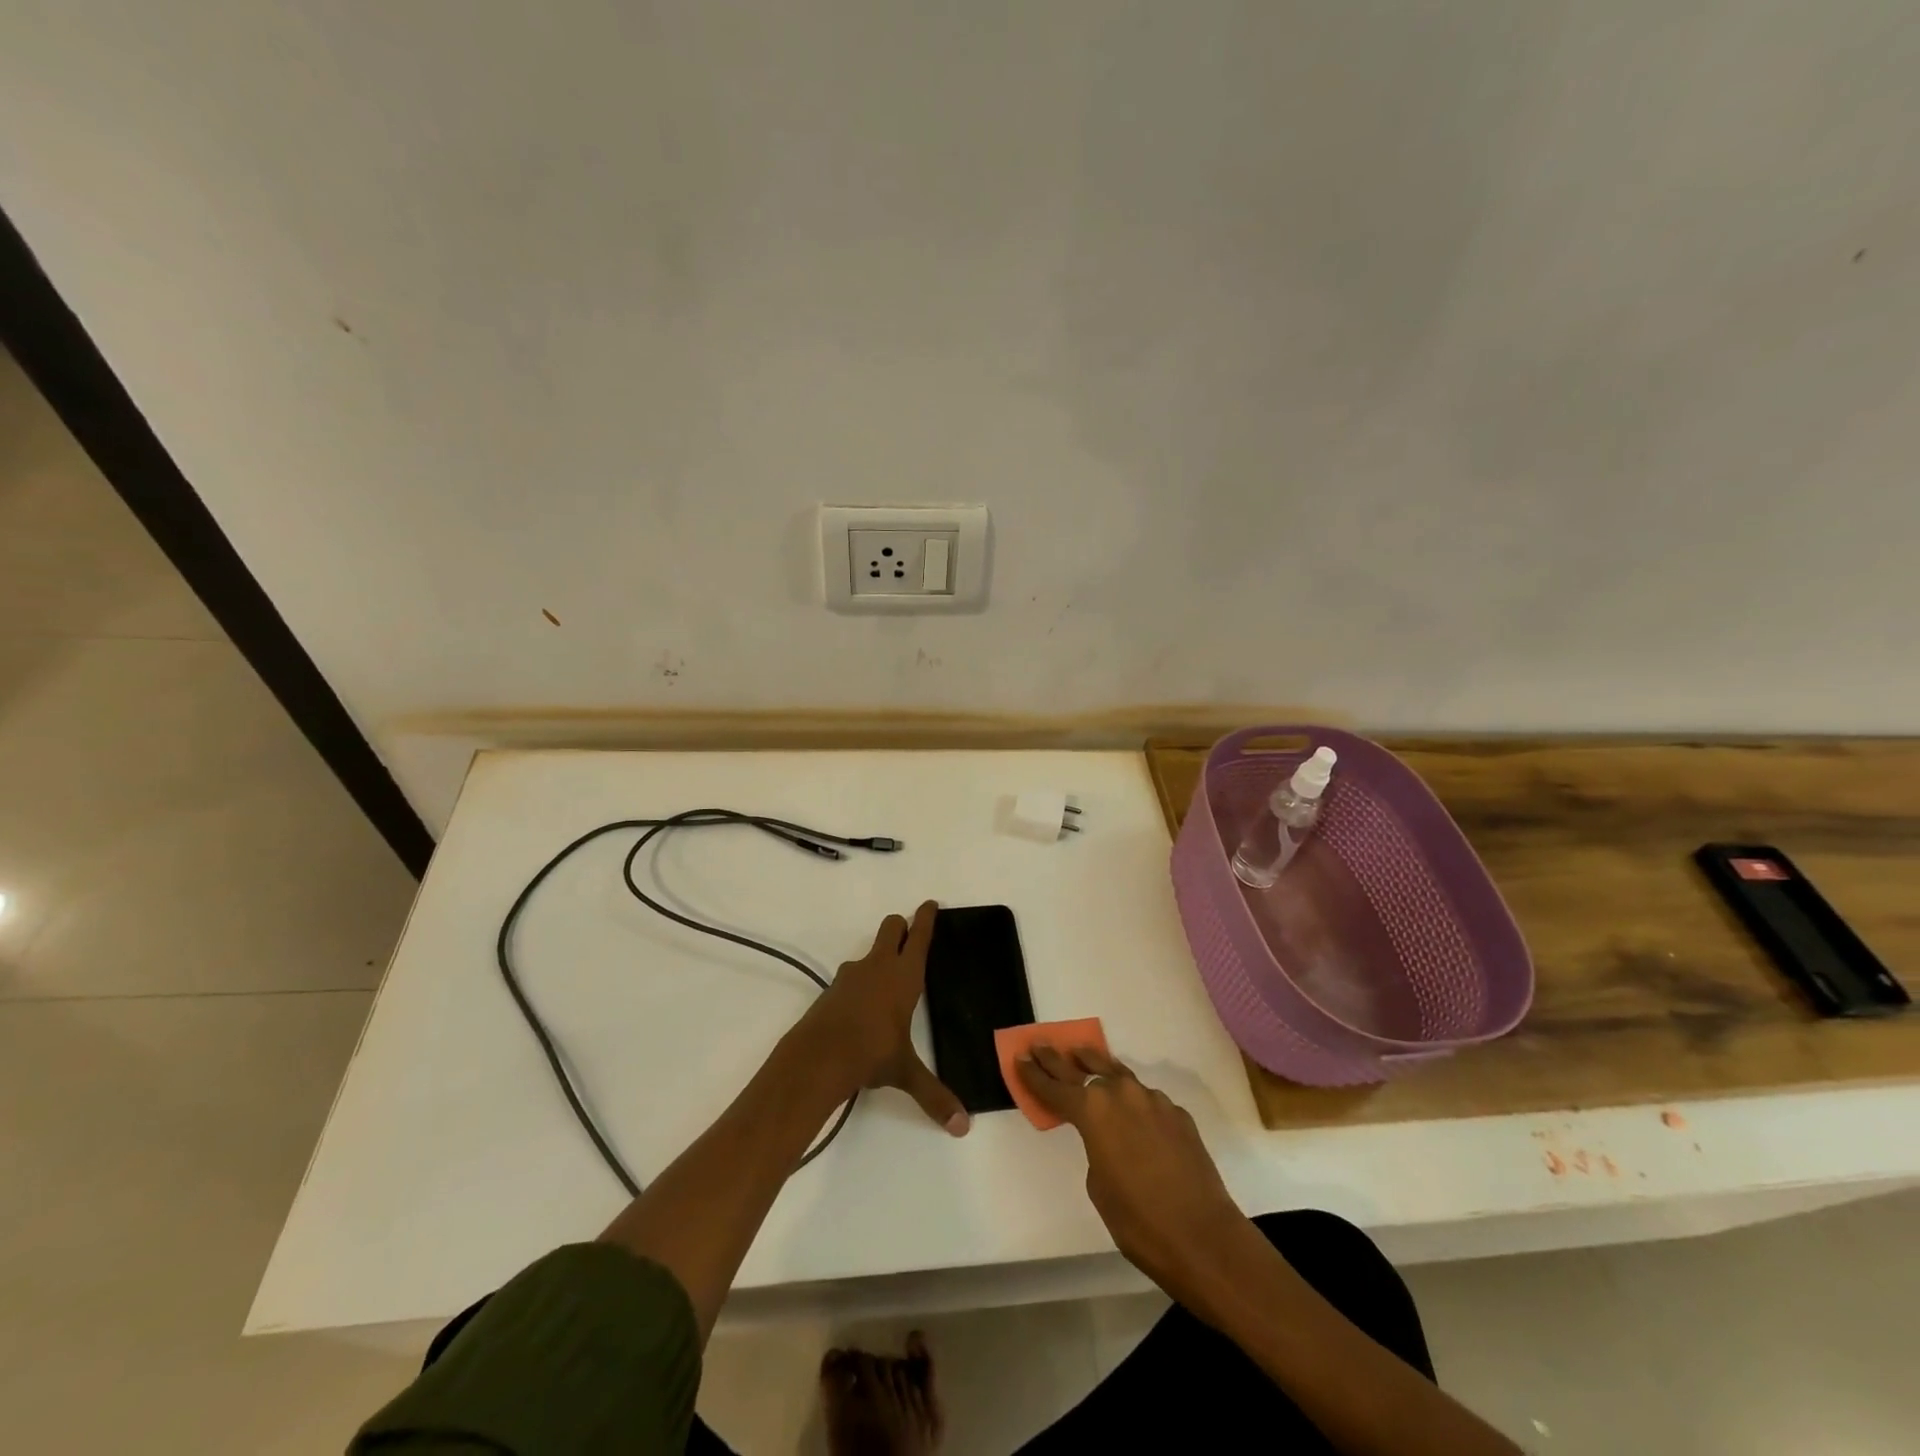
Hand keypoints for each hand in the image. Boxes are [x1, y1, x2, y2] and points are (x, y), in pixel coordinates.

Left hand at [801, 902, 969, 1136]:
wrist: (818, 1057)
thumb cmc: (871, 1054)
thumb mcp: (905, 1072)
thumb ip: (934, 1095)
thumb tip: (962, 1127)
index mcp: (904, 976)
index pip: (919, 936)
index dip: (926, 917)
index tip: (930, 903)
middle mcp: (879, 966)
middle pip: (891, 928)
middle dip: (900, 925)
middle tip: (909, 931)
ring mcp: (852, 975)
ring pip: (869, 951)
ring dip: (879, 955)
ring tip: (886, 977)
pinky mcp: (832, 989)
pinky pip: (852, 976)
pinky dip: (860, 981)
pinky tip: (862, 1005)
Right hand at [1016, 1046, 1254, 1308]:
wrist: (1204, 1238)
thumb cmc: (1139, 1222)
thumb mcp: (1099, 1187)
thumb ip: (1095, 1148)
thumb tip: (1108, 1137)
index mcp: (1094, 1112)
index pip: (1055, 1088)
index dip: (1034, 1075)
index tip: (1019, 1058)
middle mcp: (1122, 1095)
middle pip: (1082, 1070)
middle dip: (1059, 1060)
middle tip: (1040, 1045)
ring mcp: (1154, 1101)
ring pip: (1118, 1076)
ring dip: (1098, 1068)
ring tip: (1083, 1056)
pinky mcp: (1178, 1115)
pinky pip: (1147, 1100)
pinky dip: (1133, 1101)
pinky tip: (1132, 1113)